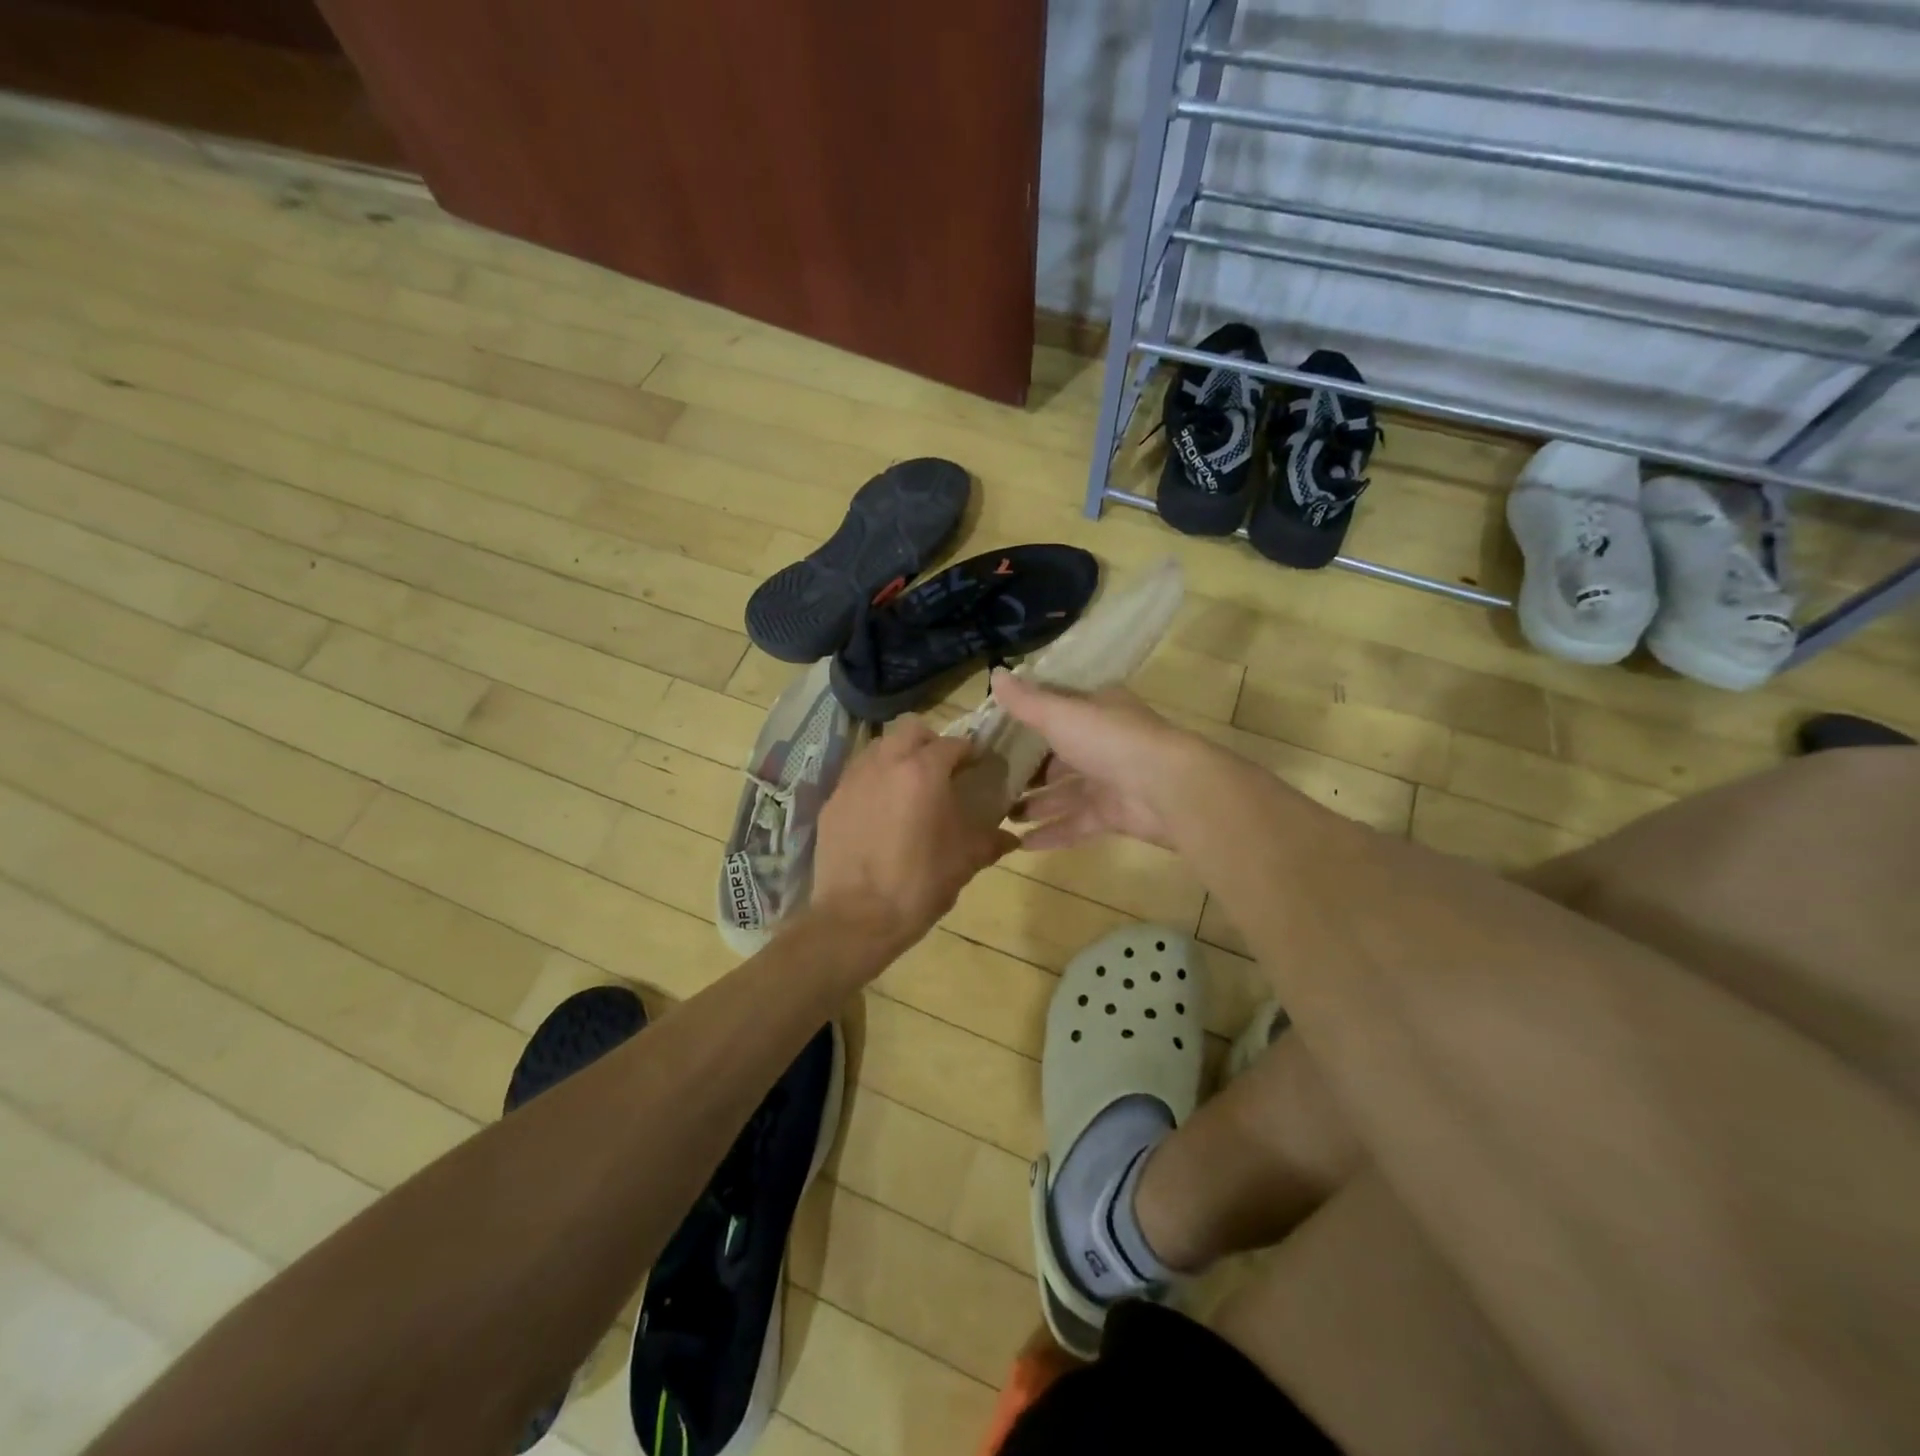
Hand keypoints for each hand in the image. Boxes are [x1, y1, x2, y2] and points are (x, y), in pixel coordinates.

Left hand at [810, 716, 1017, 957]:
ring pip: (879, 747)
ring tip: (909, 787)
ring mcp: (853, 780)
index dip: (970, 752)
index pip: (953, 743)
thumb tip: (1011, 837)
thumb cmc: (919, 885)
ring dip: (898, 756)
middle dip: (930, 741)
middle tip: (941, 769)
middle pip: (910, 729)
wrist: (855, 919)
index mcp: (923, 772)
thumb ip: (990, 841)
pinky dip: (874, 781)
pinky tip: (881, 811)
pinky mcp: (831, 801)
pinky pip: (858, 775)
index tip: (978, 767)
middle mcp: (885, 763)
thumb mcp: (964, 862)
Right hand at [993, 671, 1216, 851]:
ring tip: (999, 815)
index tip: (992, 734)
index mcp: (1096, 710)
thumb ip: (1026, 701)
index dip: (1026, 721)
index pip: (1056, 711)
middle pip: (1058, 756)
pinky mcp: (1113, 815)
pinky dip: (1051, 832)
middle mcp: (1103, 742)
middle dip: (1027, 770)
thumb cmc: (1110, 740)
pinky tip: (1021, 844)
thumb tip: (993, 673)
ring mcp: (1109, 781)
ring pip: (1064, 793)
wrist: (1167, 788)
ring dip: (1035, 804)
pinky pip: (1076, 824)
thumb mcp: (1060, 714)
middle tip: (988, 782)